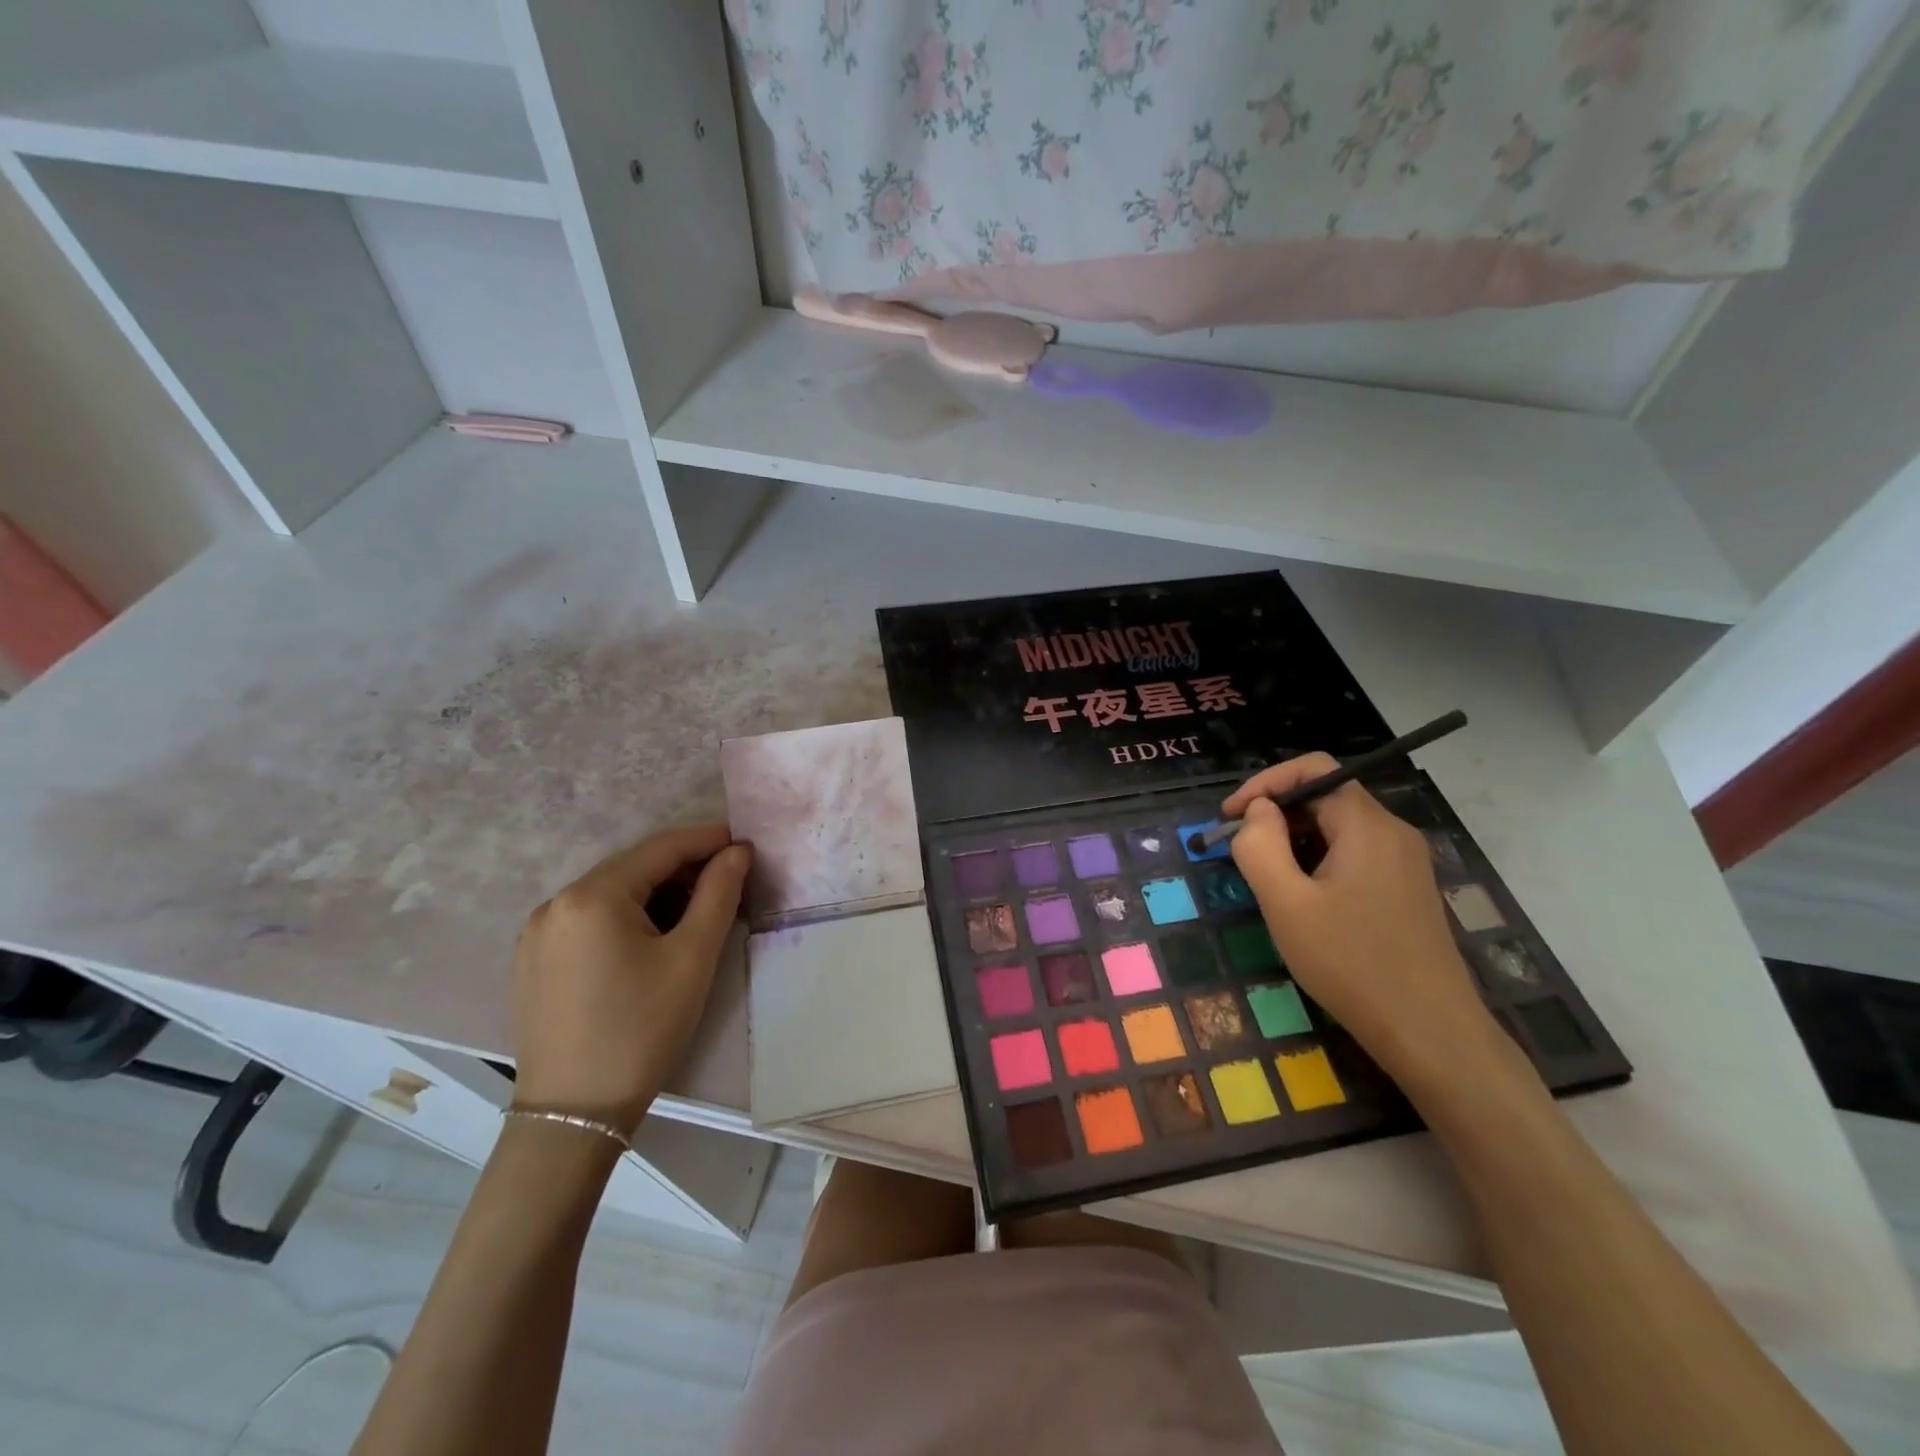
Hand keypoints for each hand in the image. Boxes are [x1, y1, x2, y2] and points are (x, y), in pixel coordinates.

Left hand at [510, 825, 750, 1133]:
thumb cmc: (641, 1029)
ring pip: (611, 894)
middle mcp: (556, 903)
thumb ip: (718, 894)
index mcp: (592, 896)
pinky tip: (653, 939)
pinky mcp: (533, 962)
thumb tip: (737, 852)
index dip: (707, 840)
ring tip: (698, 911)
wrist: (574, 1114)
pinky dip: (627, 917)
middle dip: (684, 869)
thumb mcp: (692, 958)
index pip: (660, 849)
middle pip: (633, 869)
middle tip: (729, 881)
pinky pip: (590, 921)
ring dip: (657, 894)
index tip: (745, 842)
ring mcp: (538, 934)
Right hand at [1223, 756, 1497, 1085]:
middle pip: (1326, 796)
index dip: (1265, 783)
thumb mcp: (1286, 903)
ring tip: (1268, 879)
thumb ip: (1259, 846)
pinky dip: (1319, 859)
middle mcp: (1393, 832)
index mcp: (1367, 825)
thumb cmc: (1350, 963)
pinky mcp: (1407, 888)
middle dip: (1276, 814)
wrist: (1429, 1031)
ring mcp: (1406, 861)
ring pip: (1339, 827)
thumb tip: (1257, 811)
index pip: (1314, 769)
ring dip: (1295, 839)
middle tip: (1241, 851)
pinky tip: (1305, 899)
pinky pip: (1355, 852)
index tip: (1229, 817)